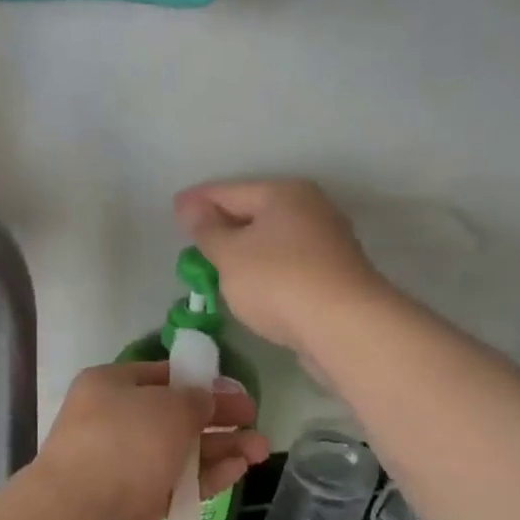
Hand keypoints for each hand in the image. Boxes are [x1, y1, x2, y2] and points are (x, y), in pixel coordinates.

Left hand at [32, 362, 268, 519]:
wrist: (83, 517)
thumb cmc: (125, 443)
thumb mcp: (168, 406)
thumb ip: (195, 400)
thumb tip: (205, 400)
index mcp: (110, 386)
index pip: (162, 375)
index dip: (201, 381)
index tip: (235, 391)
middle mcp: (115, 421)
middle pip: (176, 414)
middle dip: (218, 418)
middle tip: (255, 419)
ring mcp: (126, 463)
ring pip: (182, 451)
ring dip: (221, 448)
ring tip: (260, 450)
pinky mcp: (139, 500)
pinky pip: (179, 482)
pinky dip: (207, 475)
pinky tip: (238, 470)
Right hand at [174, 179, 384, 355]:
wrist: (345, 328)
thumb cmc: (278, 282)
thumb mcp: (229, 254)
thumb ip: (207, 230)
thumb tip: (191, 207)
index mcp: (284, 194)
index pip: (230, 190)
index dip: (198, 200)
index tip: (174, 208)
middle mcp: (311, 210)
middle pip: (255, 212)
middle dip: (223, 225)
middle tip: (192, 240)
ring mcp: (327, 243)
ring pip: (272, 241)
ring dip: (245, 251)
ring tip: (216, 266)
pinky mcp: (334, 277)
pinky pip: (287, 265)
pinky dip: (264, 271)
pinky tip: (251, 288)